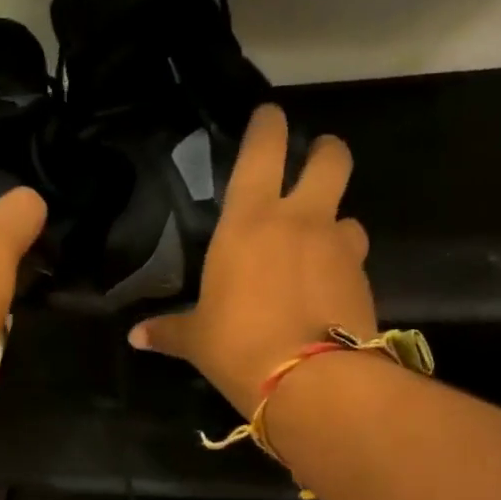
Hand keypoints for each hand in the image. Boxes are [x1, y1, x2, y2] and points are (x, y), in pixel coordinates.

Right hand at [129, 106, 373, 416]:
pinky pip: (355, 261)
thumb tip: (136, 337)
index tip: (268, 117)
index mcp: (251, 221)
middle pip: (331, 158)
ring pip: (349, 215)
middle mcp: (302, 221)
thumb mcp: (197, 340)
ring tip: (321, 248)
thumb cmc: (238, 347)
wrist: (310, 382)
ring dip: (336, 224)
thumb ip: (169, 331)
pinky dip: (343, 269)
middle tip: (315, 164)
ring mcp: (340, 247)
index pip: (264, 148)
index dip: (268, 125)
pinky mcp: (364, 280)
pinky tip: (329, 294)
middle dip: (325, 152)